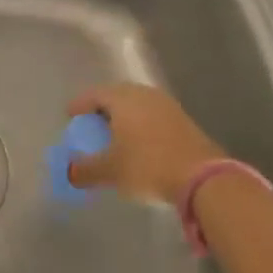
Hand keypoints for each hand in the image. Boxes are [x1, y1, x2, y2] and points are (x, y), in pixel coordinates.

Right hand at [65, 83, 227, 200]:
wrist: (204, 177)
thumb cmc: (148, 166)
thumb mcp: (111, 171)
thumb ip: (86, 170)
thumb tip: (69, 173)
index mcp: (122, 98)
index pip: (93, 94)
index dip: (79, 105)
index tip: (70, 116)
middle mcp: (143, 94)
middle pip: (116, 96)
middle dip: (101, 109)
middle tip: (91, 124)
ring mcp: (166, 105)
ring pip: (137, 105)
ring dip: (123, 117)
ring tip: (115, 134)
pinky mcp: (183, 120)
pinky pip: (152, 115)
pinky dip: (140, 124)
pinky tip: (139, 142)